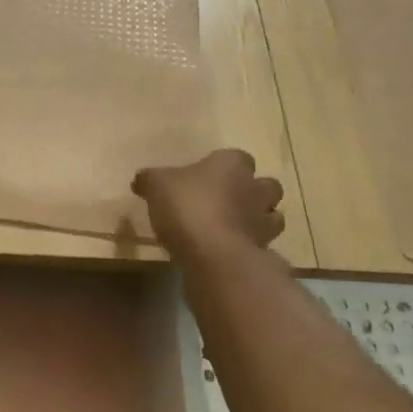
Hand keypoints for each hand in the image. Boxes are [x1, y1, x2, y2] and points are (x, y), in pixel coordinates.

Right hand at [132, 149, 284, 253]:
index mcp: (232, 164)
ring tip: (233, 228)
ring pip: (272, 215)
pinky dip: (250, 245)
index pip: (238, 157)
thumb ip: (149, 180)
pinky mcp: (263, 249)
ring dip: (257, 220)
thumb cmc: (187, 207)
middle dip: (252, 192)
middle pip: (265, 185)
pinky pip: (262, 244)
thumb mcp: (156, 186)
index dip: (223, 167)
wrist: (214, 254)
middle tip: (227, 202)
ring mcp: (263, 221)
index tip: (206, 177)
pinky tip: (229, 251)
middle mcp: (255, 188)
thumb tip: (141, 179)